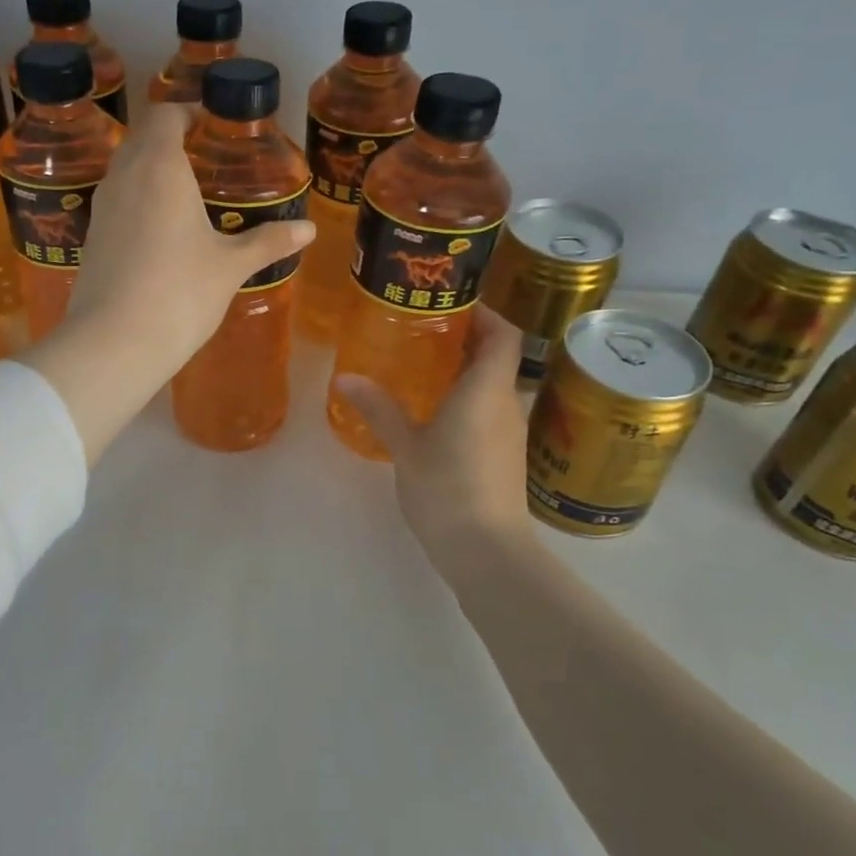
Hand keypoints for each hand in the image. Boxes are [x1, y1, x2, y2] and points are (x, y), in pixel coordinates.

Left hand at [65, 102, 314, 372]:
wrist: (114, 343)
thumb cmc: (179, 292)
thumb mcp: (230, 266)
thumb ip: (268, 242)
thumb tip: (309, 230)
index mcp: (160, 167)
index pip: (165, 114)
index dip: (187, 112)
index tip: (211, 125)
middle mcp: (124, 176)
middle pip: (143, 137)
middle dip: (171, 139)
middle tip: (206, 158)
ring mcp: (102, 207)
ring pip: (125, 169)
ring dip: (151, 170)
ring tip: (186, 193)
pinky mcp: (92, 237)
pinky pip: (117, 201)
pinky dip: (138, 200)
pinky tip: (161, 231)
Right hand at [336, 307, 533, 571]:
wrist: (486, 550)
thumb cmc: (447, 488)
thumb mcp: (406, 446)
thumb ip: (379, 408)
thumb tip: (345, 378)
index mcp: (487, 389)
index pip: (502, 334)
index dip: (484, 313)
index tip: (449, 305)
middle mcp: (507, 403)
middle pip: (497, 357)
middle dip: (465, 340)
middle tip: (421, 332)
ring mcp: (509, 432)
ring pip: (493, 386)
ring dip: (465, 372)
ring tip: (421, 368)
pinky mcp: (505, 456)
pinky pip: (489, 411)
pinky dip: (467, 400)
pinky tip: (433, 413)